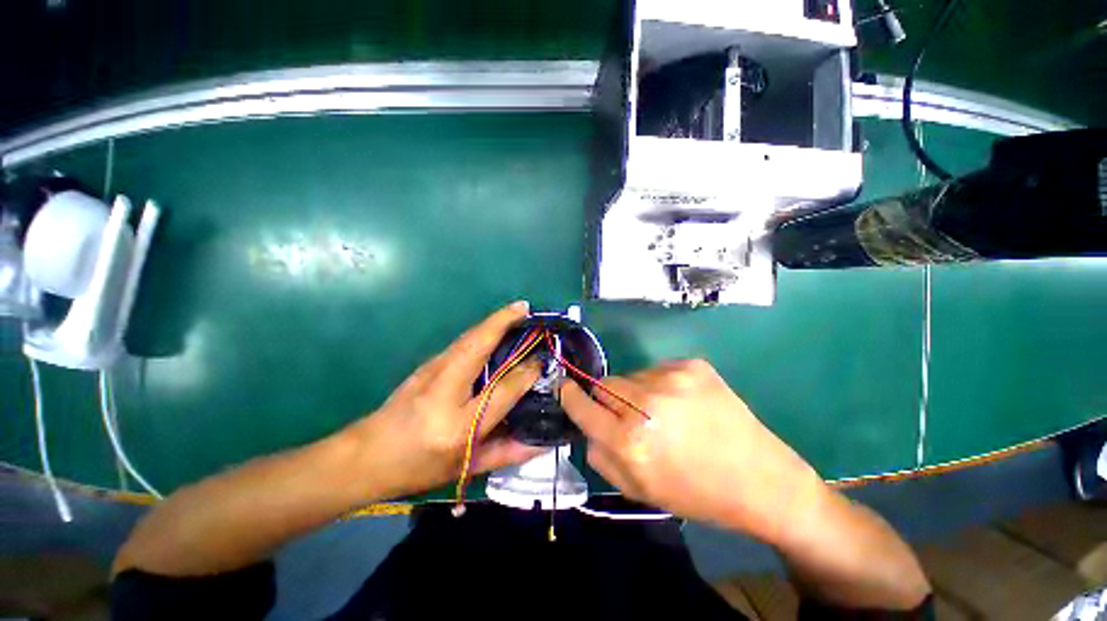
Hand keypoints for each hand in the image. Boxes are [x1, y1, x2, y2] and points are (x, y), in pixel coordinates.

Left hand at [352, 302, 544, 497]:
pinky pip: (461, 342)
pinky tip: (492, 327)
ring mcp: (431, 372)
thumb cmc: (418, 467)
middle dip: (503, 322)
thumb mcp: (464, 468)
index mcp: (459, 425)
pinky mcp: (427, 364)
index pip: (502, 390)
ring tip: (515, 311)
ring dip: (492, 321)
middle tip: (525, 307)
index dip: (525, 373)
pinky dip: (481, 330)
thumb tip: (539, 442)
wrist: (366, 456)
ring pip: (468, 338)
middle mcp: (445, 391)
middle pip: (478, 347)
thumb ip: (505, 453)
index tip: (541, 361)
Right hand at [560, 359, 828, 544]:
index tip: (567, 388)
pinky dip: (662, 384)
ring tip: (664, 413)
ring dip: (637, 392)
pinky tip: (684, 404)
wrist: (762, 480)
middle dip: (607, 399)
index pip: (581, 404)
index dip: (571, 395)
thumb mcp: (638, 490)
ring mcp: (672, 378)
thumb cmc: (696, 493)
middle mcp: (647, 402)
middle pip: (605, 384)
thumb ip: (601, 456)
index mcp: (630, 440)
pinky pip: (658, 369)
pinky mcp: (693, 365)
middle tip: (628, 415)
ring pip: (632, 376)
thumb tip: (587, 425)